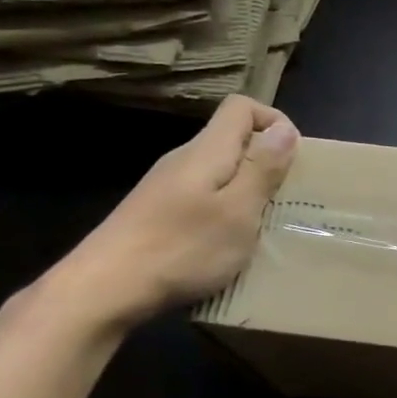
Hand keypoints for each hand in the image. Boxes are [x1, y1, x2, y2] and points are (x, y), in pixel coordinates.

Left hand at [46, 96, 298, 330]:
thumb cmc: (182, 248)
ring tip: (262, 226)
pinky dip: (224, 213)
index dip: (273, 121)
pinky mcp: (155, 214)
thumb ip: (262, 169)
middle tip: (285, 199)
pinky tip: (226, 246)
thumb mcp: (237, 211)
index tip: (293, 158)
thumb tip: (285, 129)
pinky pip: (202, 199)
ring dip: (246, 191)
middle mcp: (184, 160)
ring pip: (218, 173)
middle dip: (265, 162)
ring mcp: (166, 188)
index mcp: (207, 151)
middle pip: (231, 139)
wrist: (103, 290)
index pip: (241, 107)